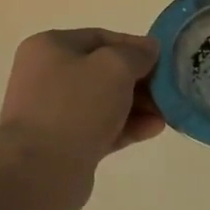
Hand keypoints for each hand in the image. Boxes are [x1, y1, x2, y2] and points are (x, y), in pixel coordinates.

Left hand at [0, 30, 163, 209]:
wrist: (40, 171)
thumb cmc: (75, 106)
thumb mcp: (114, 67)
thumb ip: (136, 54)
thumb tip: (149, 49)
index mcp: (50, 47)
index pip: (101, 38)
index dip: (135, 46)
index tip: (165, 60)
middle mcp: (48, 75)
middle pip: (104, 71)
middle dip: (140, 80)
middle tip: (169, 90)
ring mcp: (55, 111)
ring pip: (106, 101)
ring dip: (138, 105)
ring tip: (167, 113)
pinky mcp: (65, 143)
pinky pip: (103, 127)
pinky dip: (128, 126)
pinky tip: (154, 129)